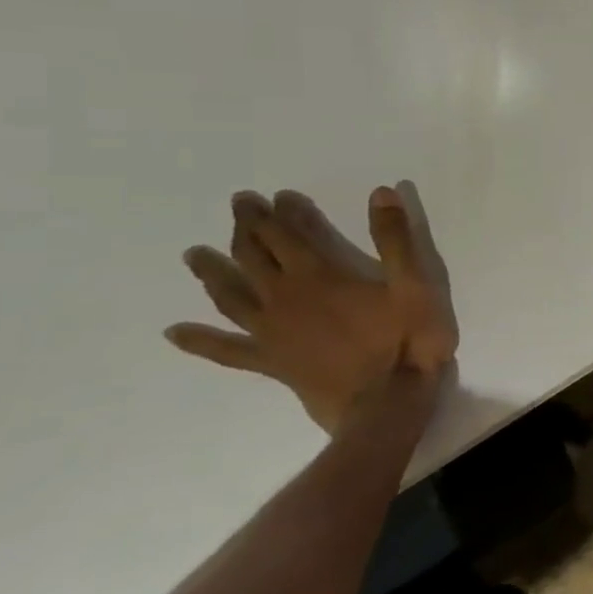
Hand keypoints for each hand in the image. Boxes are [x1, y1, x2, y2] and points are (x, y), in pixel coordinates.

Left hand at [166, 185, 458, 433]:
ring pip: (231, 296)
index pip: (288, 235)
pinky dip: (200, 341)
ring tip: (195, 255)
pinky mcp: (271, 363)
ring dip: (213, 273)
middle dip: (245, 230)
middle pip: (253, 258)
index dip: (278, 213)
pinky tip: (176, 333)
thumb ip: (396, 238)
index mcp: (319, 276)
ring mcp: (271, 333)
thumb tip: (380, 193)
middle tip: (238, 208)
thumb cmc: (409, 337)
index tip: (269, 196)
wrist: (388, 400)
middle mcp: (285, 298)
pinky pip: (227, 350)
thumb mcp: (416, 282)